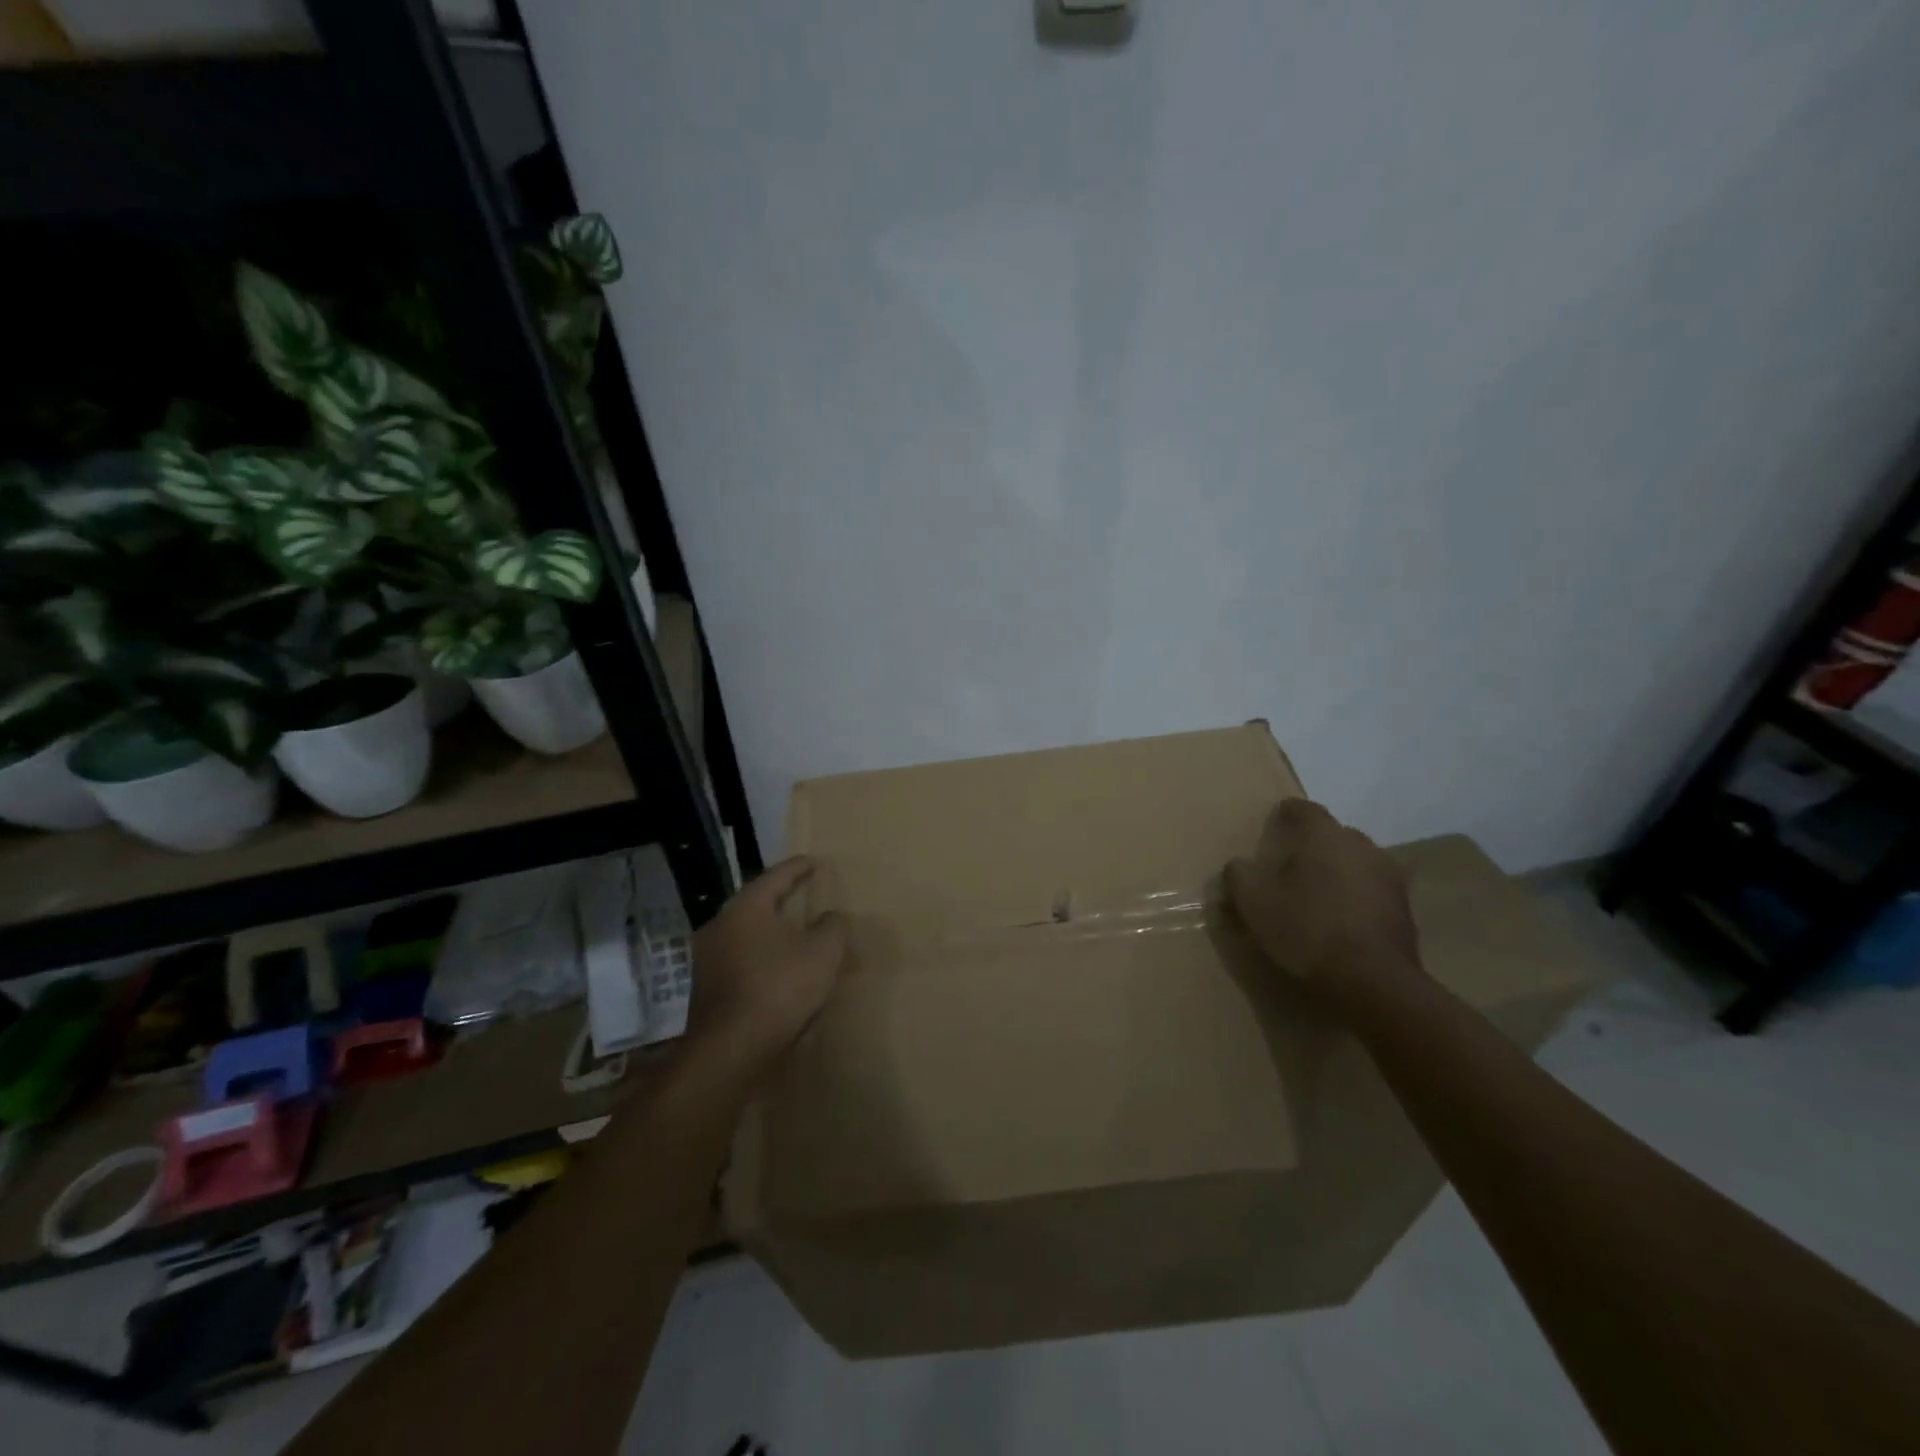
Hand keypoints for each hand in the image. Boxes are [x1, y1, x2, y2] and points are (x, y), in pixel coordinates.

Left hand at [684, 857, 847, 1081]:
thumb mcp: (823, 953)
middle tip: (803, 890)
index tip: (814, 862)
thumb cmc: (779, 989)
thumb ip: (832, 926)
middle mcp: (721, 923)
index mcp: (747, 906)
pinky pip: (740, 956)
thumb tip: (830, 917)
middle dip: (781, 896)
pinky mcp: (706, 986)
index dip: (799, 867)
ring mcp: (707, 956)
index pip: (777, 875)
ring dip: (770, 927)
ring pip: (746, 930)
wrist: (729, 1050)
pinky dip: (760, 953)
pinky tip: (776, 964)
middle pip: (757, 901)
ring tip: (794, 929)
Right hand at [1226, 799, 1424, 1016]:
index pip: (1305, 809)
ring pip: (1357, 862)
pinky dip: (1357, 895)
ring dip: (1338, 870)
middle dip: (1314, 845)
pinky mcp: (1405, 908)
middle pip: (1334, 835)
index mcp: (1325, 837)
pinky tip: (1342, 918)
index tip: (1274, 823)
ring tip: (1318, 893)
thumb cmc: (1308, 930)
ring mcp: (1389, 876)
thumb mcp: (1255, 904)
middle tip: (1291, 865)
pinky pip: (1372, 889)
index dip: (1288, 814)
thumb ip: (1240, 876)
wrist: (1374, 981)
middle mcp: (1362, 846)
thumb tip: (1238, 864)